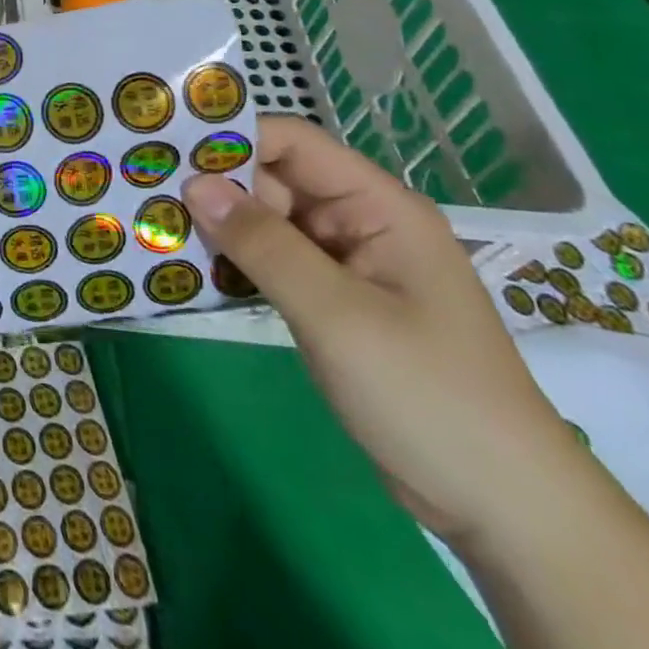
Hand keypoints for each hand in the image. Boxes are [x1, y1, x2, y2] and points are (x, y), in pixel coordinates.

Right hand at [184, 115, 581, 545]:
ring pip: (267, 223)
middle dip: (214, 184)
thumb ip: (263, 244)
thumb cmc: (428, 395)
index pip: (293, 144)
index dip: (231, 139)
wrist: (504, 509)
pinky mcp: (331, 303)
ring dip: (218, 225)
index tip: (167, 148)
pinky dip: (234, 262)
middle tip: (144, 189)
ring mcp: (345, 266)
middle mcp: (359, 224)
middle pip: (273, 180)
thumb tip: (193, 183)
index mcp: (378, 207)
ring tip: (152, 221)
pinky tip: (187, 267)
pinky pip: (272, 263)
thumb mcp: (337, 315)